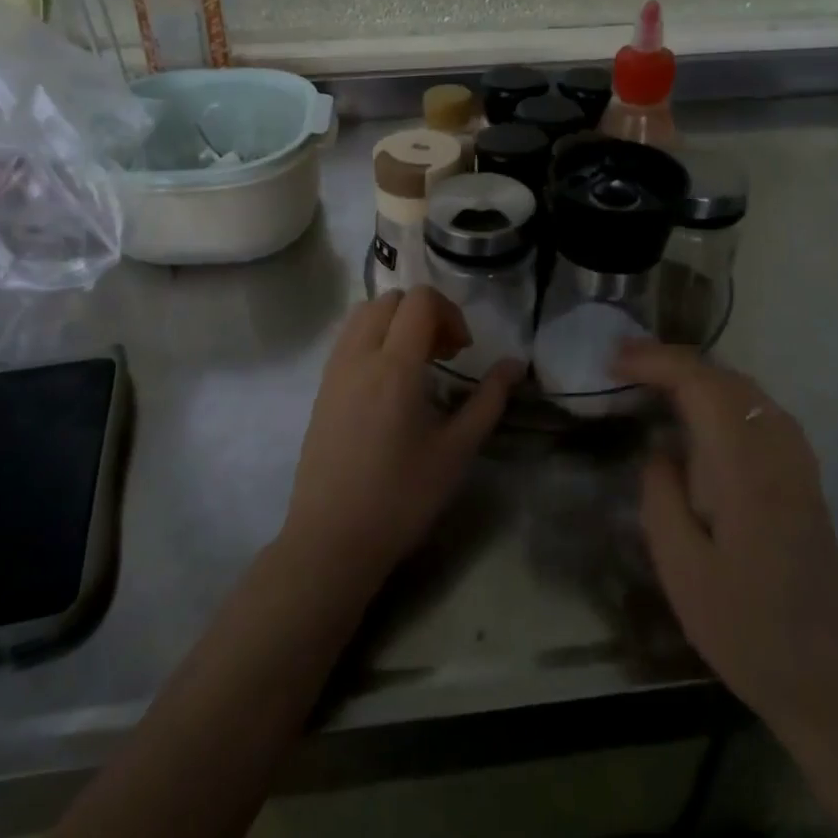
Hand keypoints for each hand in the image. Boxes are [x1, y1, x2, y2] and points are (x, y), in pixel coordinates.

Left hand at [281, 288, 520, 597]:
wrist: (332, 539)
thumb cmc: (402, 498)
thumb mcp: (457, 450)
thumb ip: (489, 400)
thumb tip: (515, 364)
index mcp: (395, 367)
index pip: (419, 300)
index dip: (449, 312)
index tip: (462, 351)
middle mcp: (359, 356)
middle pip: (391, 299)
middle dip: (423, 313)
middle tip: (444, 355)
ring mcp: (334, 370)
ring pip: (364, 314)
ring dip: (395, 321)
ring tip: (416, 364)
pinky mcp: (321, 388)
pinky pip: (347, 339)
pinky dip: (373, 338)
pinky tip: (388, 382)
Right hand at [615, 340, 837, 736]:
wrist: (822, 678)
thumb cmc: (742, 627)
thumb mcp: (679, 566)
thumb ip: (661, 493)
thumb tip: (660, 448)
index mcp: (747, 469)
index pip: (701, 385)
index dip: (654, 362)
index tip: (612, 361)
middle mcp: (779, 451)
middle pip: (724, 377)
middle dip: (670, 361)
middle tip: (621, 364)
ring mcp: (798, 461)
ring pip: (745, 389)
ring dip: (696, 374)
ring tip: (650, 379)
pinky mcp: (803, 475)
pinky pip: (758, 410)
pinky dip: (720, 394)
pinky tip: (696, 412)